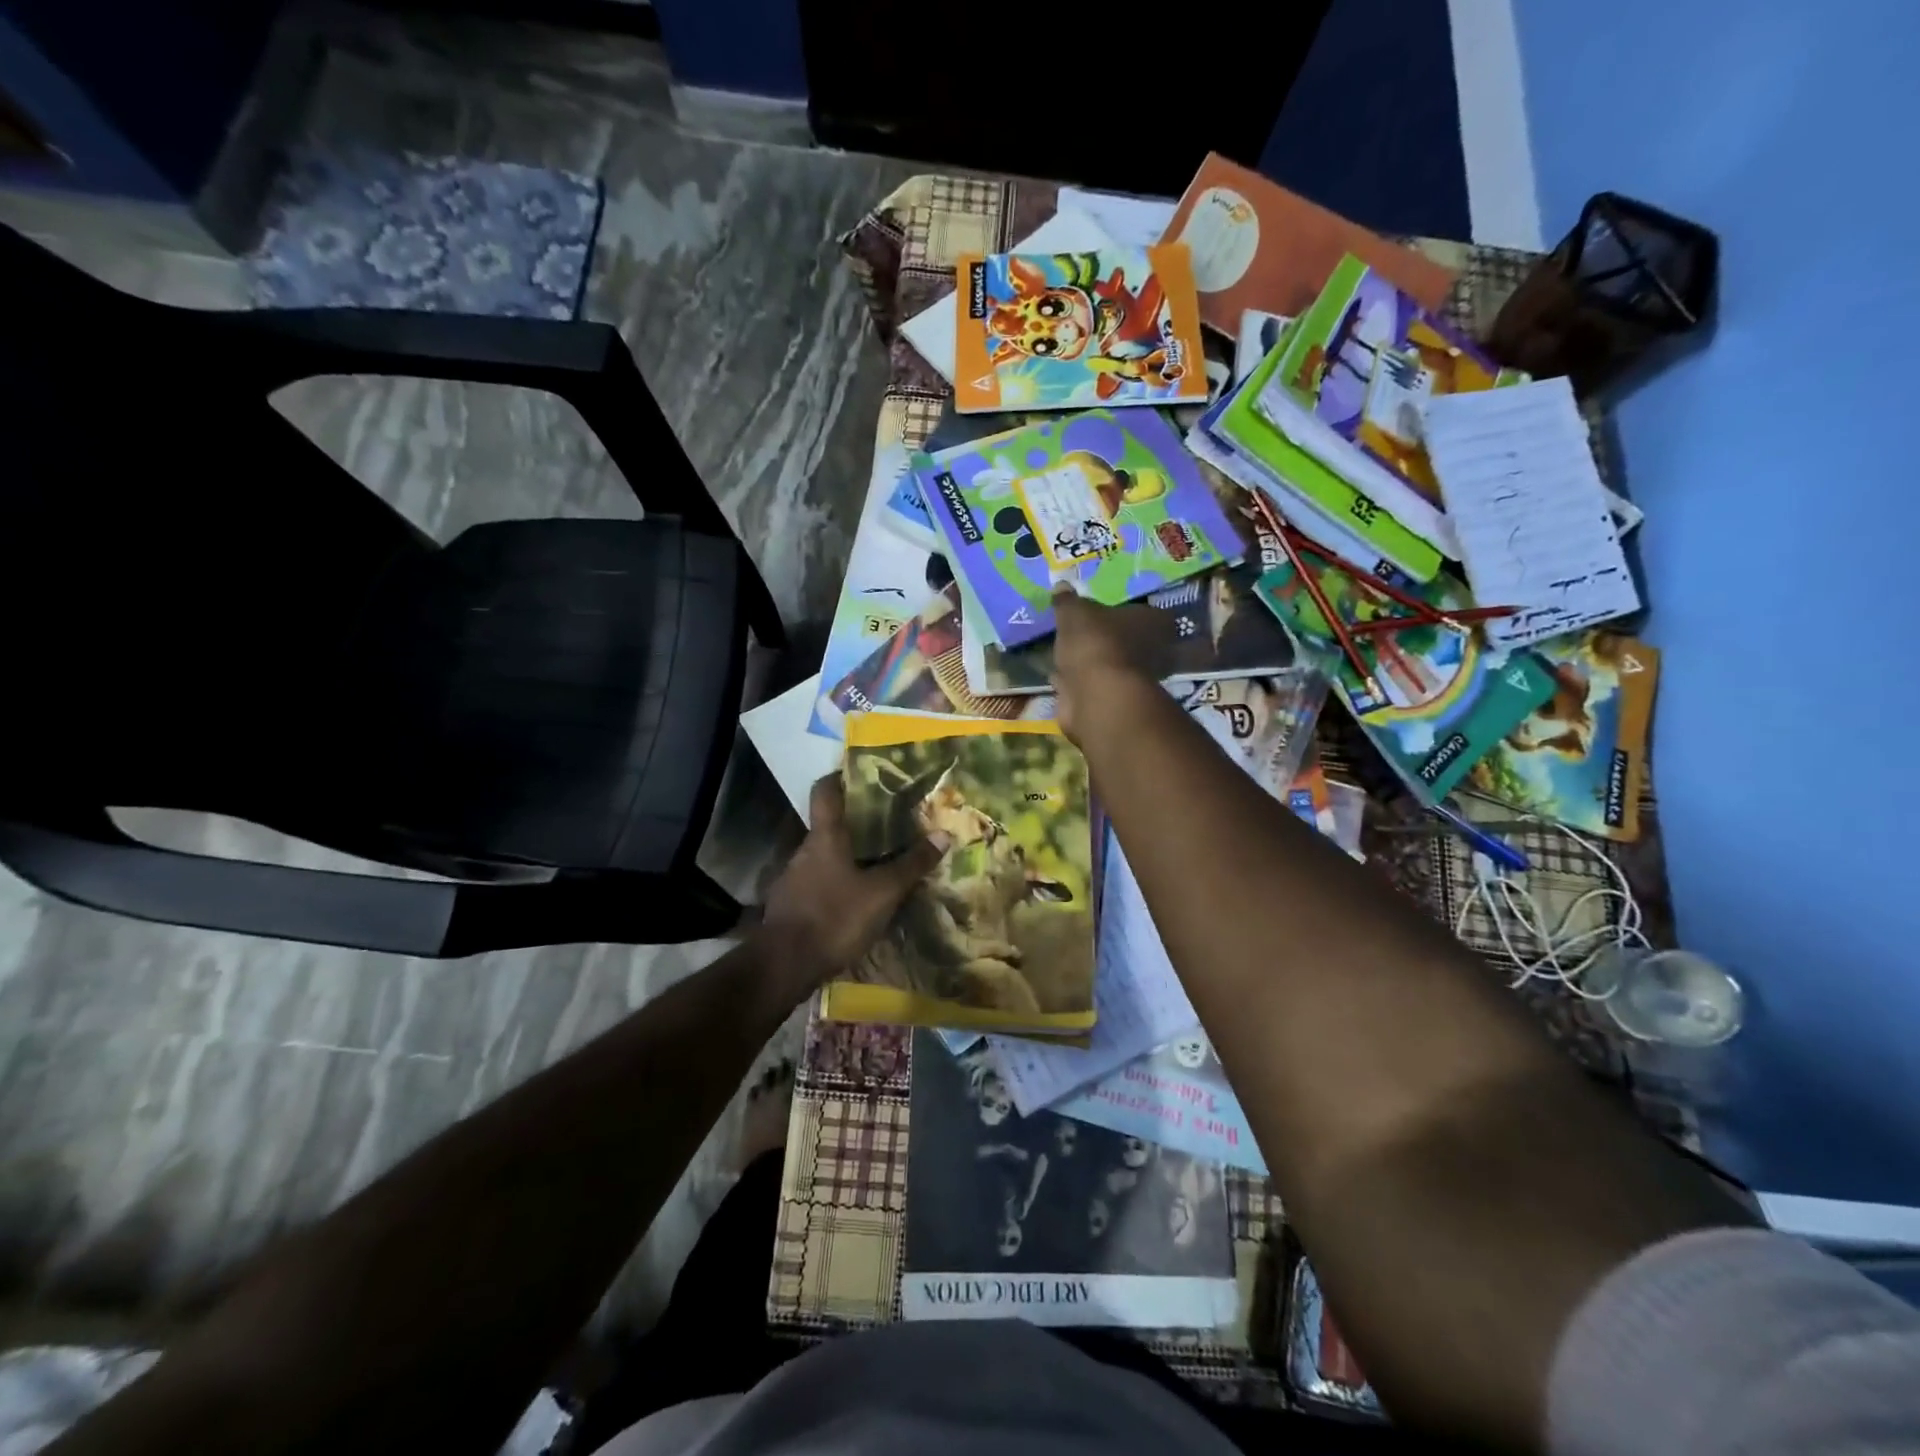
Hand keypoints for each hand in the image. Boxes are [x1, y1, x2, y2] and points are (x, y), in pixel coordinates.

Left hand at [759, 776, 950, 988]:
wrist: (785, 965)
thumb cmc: (835, 917)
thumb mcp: (882, 893)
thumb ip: (911, 865)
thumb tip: (944, 835)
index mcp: (825, 837)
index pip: (825, 792)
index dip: (840, 778)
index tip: (860, 775)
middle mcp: (804, 850)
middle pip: (828, 826)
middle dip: (854, 825)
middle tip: (886, 826)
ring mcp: (792, 878)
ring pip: (823, 857)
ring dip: (845, 858)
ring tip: (875, 865)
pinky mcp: (789, 905)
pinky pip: (816, 884)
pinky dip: (834, 885)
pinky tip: (853, 901)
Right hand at [1049, 588, 1171, 742]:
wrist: (1096, 696)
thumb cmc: (1095, 643)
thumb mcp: (1075, 612)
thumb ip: (1068, 601)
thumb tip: (1062, 584)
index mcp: (1152, 622)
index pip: (1146, 612)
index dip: (1126, 611)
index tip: (1104, 611)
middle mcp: (1150, 651)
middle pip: (1128, 640)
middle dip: (1106, 638)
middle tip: (1082, 631)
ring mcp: (1131, 680)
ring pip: (1108, 665)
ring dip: (1090, 662)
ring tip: (1065, 652)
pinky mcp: (1111, 702)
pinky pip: (1090, 685)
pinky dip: (1076, 682)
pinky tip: (1058, 676)